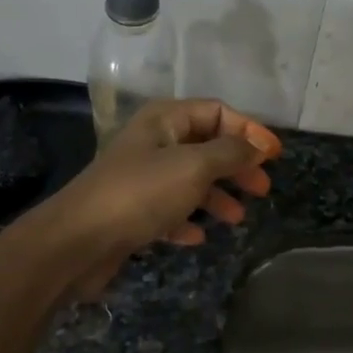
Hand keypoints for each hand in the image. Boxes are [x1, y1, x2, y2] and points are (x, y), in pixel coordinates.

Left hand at [25, 98, 282, 298]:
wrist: (78, 241)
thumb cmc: (141, 193)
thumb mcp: (194, 166)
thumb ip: (231, 153)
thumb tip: (258, 145)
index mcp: (165, 121)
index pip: (216, 112)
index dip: (249, 130)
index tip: (274, 156)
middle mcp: (153, 143)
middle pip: (206, 146)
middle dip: (236, 165)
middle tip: (262, 188)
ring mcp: (141, 179)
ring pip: (190, 180)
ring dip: (217, 196)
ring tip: (238, 218)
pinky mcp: (132, 212)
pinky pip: (170, 210)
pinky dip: (188, 219)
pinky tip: (199, 236)